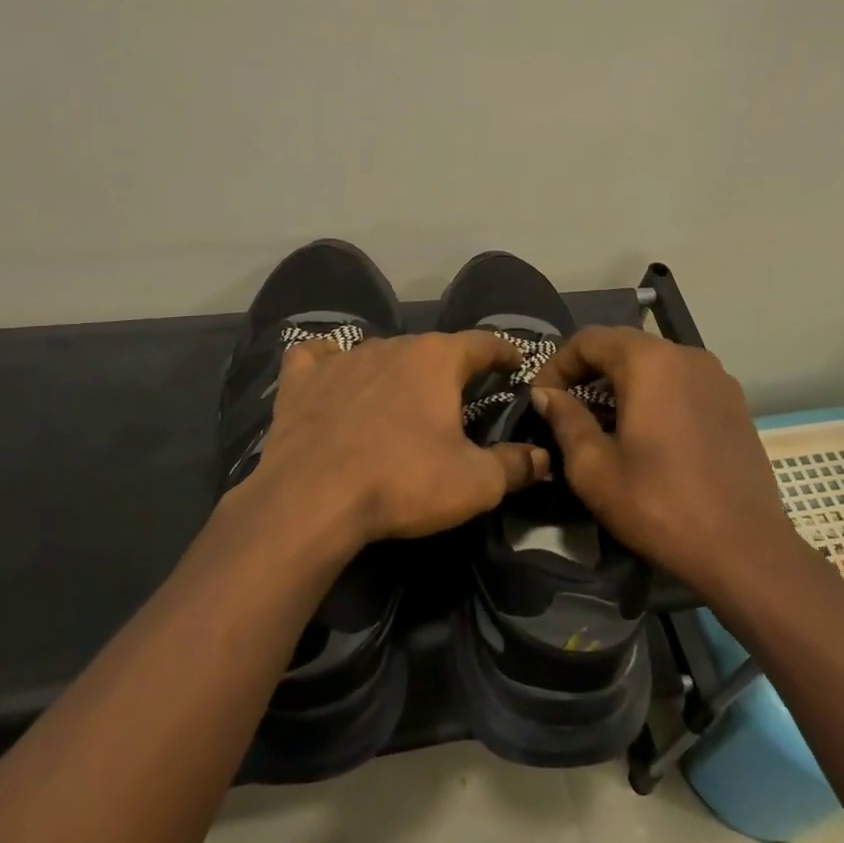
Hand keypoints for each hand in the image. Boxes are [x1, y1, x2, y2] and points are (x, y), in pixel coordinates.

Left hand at [245, 330, 549, 548]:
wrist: (311, 499)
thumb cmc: (403, 482)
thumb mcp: (475, 483)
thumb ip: (514, 465)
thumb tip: (543, 458)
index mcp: (437, 359)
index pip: (483, 343)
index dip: (504, 352)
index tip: (516, 362)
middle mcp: (391, 345)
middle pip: (430, 349)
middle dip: (448, 367)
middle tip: (457, 394)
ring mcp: (342, 358)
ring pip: (379, 352)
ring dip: (395, 370)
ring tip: (400, 396)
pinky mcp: (301, 380)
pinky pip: (318, 357)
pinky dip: (329, 362)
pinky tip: (332, 373)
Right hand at [530, 326, 792, 589]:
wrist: (744, 548)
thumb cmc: (659, 505)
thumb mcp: (594, 468)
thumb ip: (565, 420)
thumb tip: (546, 394)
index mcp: (650, 361)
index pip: (589, 340)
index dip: (557, 364)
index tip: (541, 399)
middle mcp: (687, 355)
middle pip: (623, 345)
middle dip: (588, 371)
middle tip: (567, 408)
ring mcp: (717, 377)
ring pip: (655, 363)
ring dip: (622, 382)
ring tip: (605, 422)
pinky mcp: (734, 402)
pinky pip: (682, 382)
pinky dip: (655, 394)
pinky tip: (648, 433)